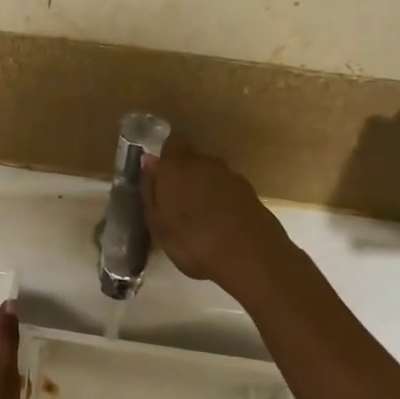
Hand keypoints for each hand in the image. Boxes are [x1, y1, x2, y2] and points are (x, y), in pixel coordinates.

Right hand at [142, 134, 289, 294]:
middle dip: (183, 176)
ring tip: (196, 218)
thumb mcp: (158, 222)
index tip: (159, 175)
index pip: (172, 142)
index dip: (166, 155)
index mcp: (178, 166)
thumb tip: (148, 161)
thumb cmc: (192, 241)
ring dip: (203, 190)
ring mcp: (232, 177)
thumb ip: (151, 189)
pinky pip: (228, 192)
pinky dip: (221, 202)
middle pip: (192, 160)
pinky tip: (218, 225)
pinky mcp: (251, 194)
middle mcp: (206, 163)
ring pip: (211, 176)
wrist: (249, 256)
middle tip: (174, 204)